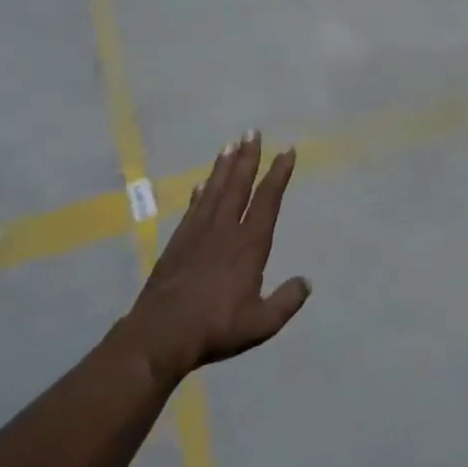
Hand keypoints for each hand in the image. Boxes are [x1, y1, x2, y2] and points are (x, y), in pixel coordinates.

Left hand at [122, 131, 310, 383]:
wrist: (161, 334)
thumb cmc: (216, 328)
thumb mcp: (261, 323)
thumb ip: (286, 301)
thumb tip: (306, 282)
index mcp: (248, 246)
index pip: (267, 201)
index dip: (278, 174)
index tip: (286, 151)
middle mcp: (224, 230)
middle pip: (238, 185)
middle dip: (248, 157)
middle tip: (252, 132)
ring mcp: (198, 233)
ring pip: (215, 190)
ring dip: (224, 166)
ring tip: (230, 144)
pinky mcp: (178, 242)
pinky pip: (194, 207)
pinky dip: (201, 191)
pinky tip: (203, 182)